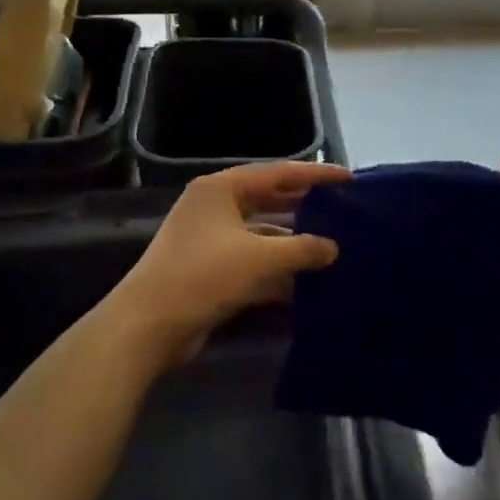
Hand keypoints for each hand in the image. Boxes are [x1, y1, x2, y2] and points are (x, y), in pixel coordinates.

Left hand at [105, 161, 351, 364]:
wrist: (149, 325)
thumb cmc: (204, 275)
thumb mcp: (260, 258)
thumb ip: (302, 249)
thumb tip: (333, 248)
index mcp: (221, 189)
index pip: (278, 173)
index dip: (315, 175)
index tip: (349, 179)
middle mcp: (214, 208)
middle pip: (269, 201)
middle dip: (304, 208)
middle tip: (342, 211)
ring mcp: (210, 240)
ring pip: (261, 235)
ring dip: (292, 244)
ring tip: (333, 249)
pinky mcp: (210, 271)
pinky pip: (252, 262)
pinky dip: (276, 271)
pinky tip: (306, 284)